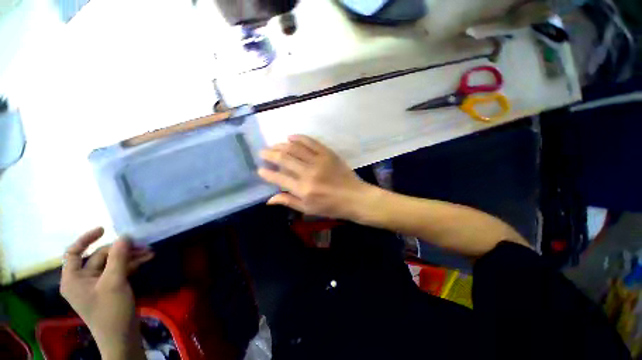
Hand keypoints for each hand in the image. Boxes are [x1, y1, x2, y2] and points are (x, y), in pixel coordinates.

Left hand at [60, 227, 152, 359]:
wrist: (122, 336)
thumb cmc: (110, 311)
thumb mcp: (114, 282)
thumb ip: (118, 257)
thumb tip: (125, 236)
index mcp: (74, 278)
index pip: (74, 252)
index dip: (86, 239)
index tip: (104, 229)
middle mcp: (83, 279)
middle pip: (99, 257)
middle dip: (121, 250)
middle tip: (142, 245)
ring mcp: (97, 284)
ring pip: (112, 263)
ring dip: (130, 257)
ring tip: (150, 252)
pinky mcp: (109, 288)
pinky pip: (119, 270)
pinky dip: (131, 265)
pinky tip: (146, 259)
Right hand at [257, 134, 371, 219]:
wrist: (354, 197)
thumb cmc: (331, 207)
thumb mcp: (308, 209)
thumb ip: (289, 202)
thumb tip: (269, 199)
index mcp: (303, 189)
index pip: (279, 177)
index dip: (267, 173)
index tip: (260, 169)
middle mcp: (308, 173)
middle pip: (284, 159)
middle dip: (270, 154)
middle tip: (262, 152)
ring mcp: (319, 161)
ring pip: (295, 148)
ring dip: (281, 145)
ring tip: (273, 145)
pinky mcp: (328, 153)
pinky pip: (311, 142)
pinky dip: (299, 138)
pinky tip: (291, 137)